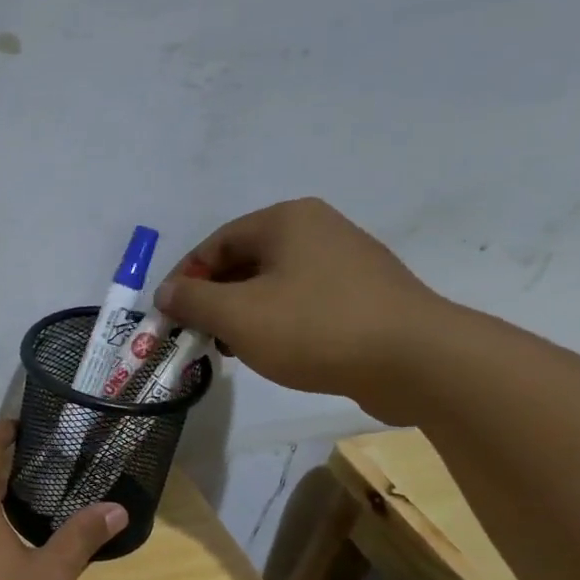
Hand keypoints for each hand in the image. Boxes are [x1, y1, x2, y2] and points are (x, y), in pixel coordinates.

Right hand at [154, 198, 453, 420]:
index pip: (215, 243)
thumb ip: (192, 300)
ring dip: (243, 314)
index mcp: (286, 220)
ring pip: (273, 283)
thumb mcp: (238, 316)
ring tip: (233, 350)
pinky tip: (275, 352)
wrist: (414, 360)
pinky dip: (277, 322)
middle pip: (245, 261)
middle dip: (214, 299)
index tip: (169, 318)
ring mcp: (346, 260)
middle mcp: (318, 228)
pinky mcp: (364, 294)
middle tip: (198, 337)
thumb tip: (165, 292)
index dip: (185, 280)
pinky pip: (303, 301)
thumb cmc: (315, 328)